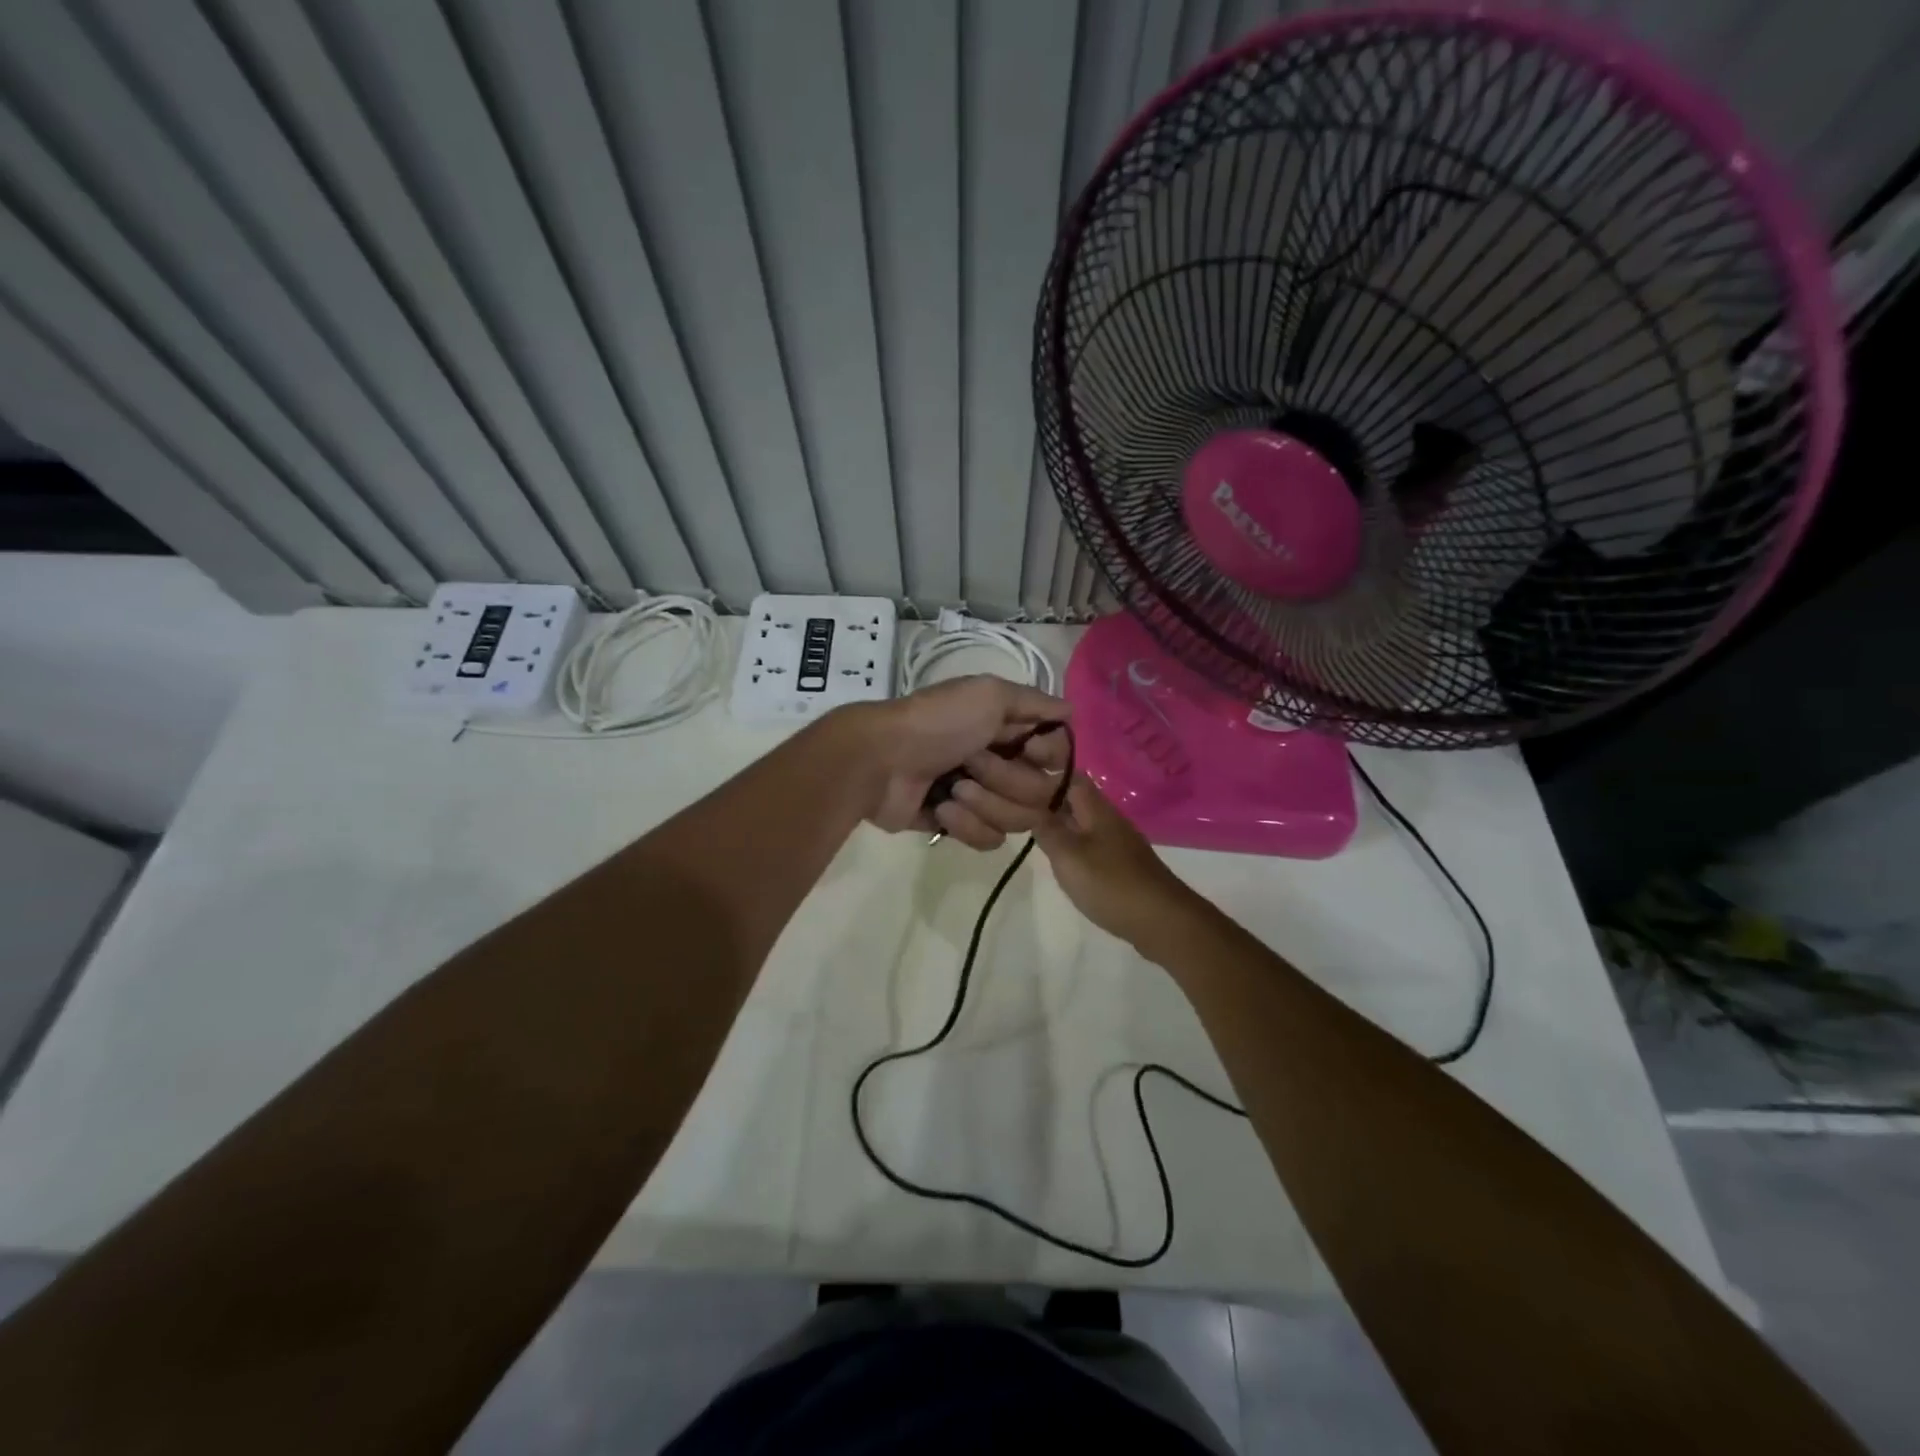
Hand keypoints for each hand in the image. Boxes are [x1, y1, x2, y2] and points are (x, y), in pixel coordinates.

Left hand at [848, 675, 1071, 849]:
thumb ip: (1034, 701)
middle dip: (1006, 780)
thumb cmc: (937, 722)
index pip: (1058, 756)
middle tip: (972, 763)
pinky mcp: (961, 827)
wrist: (879, 760)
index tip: (1027, 748)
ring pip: (1020, 820)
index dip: (1047, 757)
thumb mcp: (988, 694)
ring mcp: (983, 798)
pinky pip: (991, 840)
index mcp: (1010, 730)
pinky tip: (940, 809)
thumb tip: (1070, 711)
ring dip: (986, 803)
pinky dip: (966, 825)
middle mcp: (1003, 763)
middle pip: (1041, 793)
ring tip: (952, 789)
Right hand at [1034, 775, 1202, 948]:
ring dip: (1063, 827)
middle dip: (1051, 803)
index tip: (1019, 785)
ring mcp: (1120, 844)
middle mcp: (1111, 821)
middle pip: (1078, 801)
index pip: (1072, 778)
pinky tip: (1064, 863)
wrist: (1163, 921)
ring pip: (1085, 825)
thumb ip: (1048, 830)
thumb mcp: (1068, 856)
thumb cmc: (1111, 884)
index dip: (1047, 777)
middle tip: (1019, 813)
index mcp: (1098, 810)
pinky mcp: (1124, 866)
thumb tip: (1032, 807)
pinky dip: (1076, 848)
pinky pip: (1095, 846)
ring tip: (1035, 837)